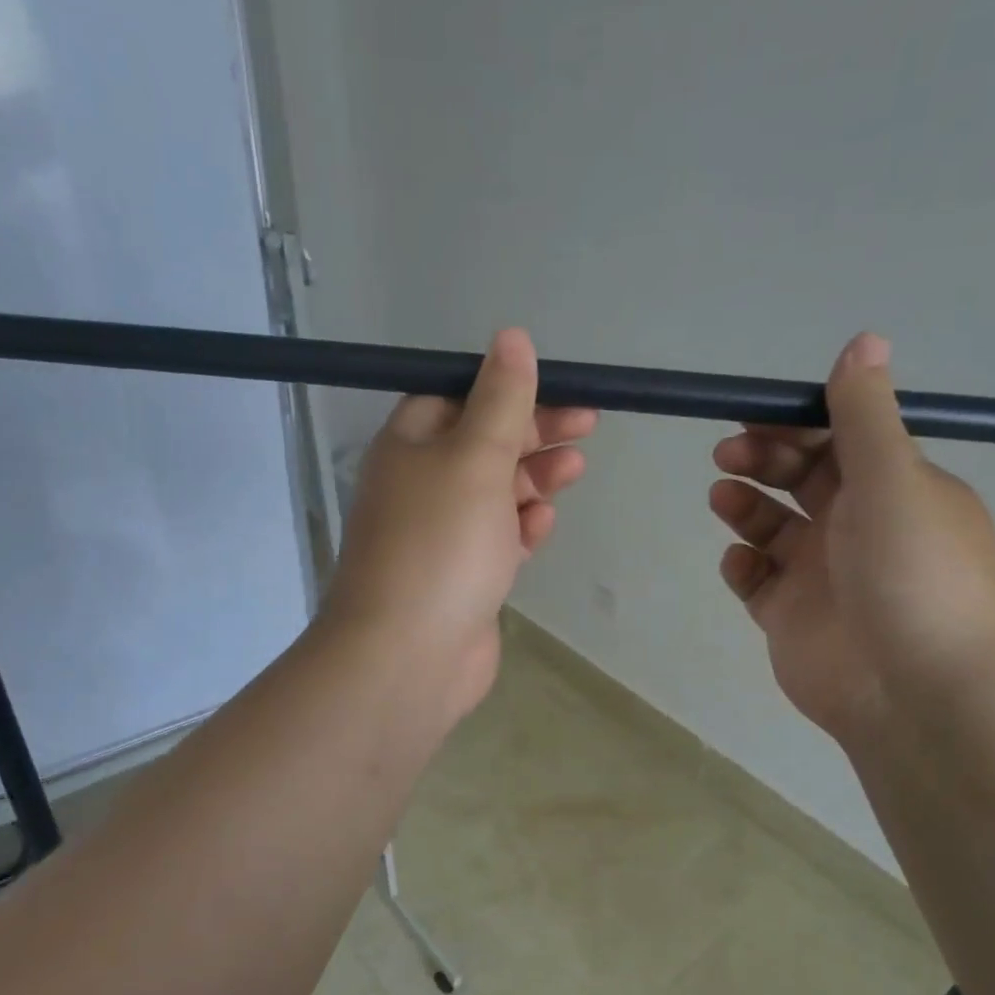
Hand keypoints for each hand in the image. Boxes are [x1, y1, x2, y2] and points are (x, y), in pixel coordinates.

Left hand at [325, 328, 595, 722]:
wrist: (408, 656)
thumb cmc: (441, 545)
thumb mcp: (476, 459)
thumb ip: (501, 401)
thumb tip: (511, 338)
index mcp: (409, 446)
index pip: (459, 399)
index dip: (509, 391)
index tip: (560, 391)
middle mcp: (419, 487)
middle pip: (482, 445)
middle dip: (533, 434)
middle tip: (586, 428)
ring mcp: (439, 537)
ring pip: (493, 495)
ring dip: (533, 480)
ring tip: (575, 470)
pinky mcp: (459, 579)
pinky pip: (494, 541)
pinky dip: (519, 529)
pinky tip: (542, 526)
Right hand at [709, 333, 994, 751]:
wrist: (911, 689)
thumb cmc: (909, 572)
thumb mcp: (893, 479)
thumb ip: (866, 414)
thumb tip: (864, 339)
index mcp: (894, 489)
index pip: (839, 440)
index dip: (796, 422)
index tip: (753, 413)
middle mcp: (858, 527)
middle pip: (799, 478)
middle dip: (762, 459)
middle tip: (728, 454)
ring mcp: (821, 574)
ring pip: (771, 526)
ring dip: (744, 506)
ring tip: (723, 499)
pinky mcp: (790, 616)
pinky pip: (756, 579)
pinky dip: (742, 565)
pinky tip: (740, 563)